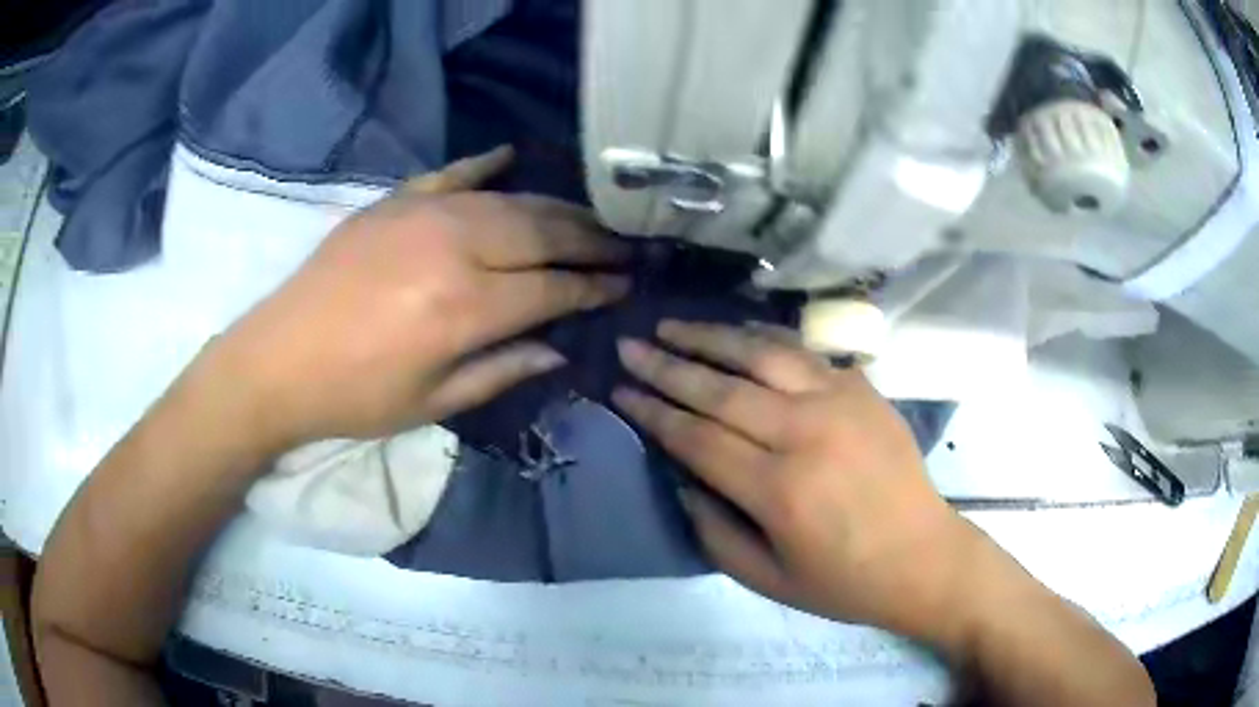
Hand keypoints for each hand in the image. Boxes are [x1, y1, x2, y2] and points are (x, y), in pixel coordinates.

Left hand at [210, 147, 628, 449]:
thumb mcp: (433, 404)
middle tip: (623, 243)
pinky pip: (452, 173)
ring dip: (555, 206)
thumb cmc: (355, 396)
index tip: (627, 283)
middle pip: (542, 230)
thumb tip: (558, 348)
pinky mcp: (393, 201)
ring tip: (586, 215)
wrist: (277, 361)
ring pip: (509, 198)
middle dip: (591, 237)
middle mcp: (454, 247)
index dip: (595, 286)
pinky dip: (485, 165)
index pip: (553, 287)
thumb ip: (503, 370)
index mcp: (465, 307)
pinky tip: (511, 157)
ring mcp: (421, 214)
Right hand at [613, 321, 975, 644]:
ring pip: (763, 355)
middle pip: (722, 389)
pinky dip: (764, 338)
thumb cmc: (844, 581)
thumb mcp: (767, 579)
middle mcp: (807, 434)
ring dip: (711, 336)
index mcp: (780, 491)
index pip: (698, 437)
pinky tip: (738, 332)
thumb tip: (681, 478)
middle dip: (667, 366)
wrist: (923, 557)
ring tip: (671, 324)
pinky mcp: (863, 390)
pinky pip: (804, 353)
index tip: (620, 388)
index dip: (653, 411)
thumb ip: (713, 531)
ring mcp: (841, 403)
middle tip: (630, 344)